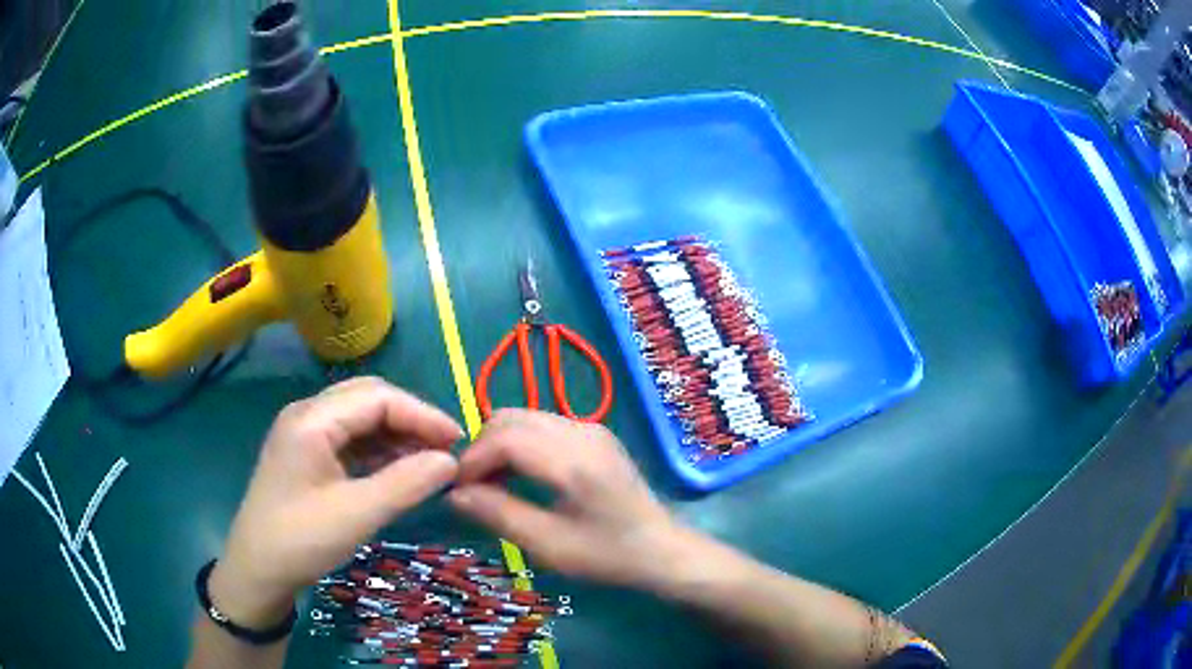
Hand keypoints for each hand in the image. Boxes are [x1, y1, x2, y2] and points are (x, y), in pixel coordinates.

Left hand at [209, 377, 462, 626]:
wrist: (257, 569)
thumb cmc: (302, 539)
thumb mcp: (357, 514)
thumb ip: (406, 483)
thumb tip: (450, 461)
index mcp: (312, 419)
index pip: (378, 398)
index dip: (421, 415)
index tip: (457, 442)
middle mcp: (307, 414)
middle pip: (368, 398)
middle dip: (410, 419)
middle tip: (445, 450)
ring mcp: (304, 432)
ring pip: (359, 417)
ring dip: (395, 433)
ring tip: (428, 462)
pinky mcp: (306, 453)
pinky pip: (349, 438)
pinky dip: (378, 449)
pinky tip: (397, 469)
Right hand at [449, 409, 677, 588]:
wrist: (661, 549)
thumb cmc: (607, 555)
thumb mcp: (550, 545)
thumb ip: (499, 515)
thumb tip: (455, 494)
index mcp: (573, 460)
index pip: (505, 439)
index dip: (473, 460)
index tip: (456, 489)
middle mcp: (581, 431)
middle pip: (511, 419)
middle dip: (482, 448)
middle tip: (470, 486)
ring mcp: (590, 428)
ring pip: (525, 418)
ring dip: (499, 444)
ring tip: (489, 483)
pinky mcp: (594, 433)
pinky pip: (543, 425)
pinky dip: (520, 443)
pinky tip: (517, 475)